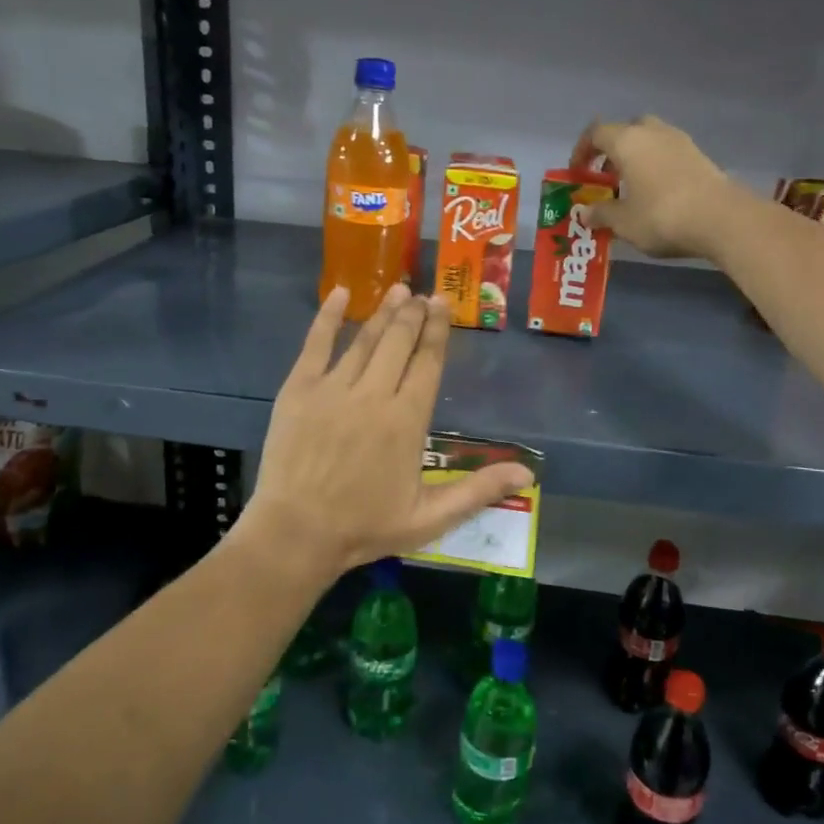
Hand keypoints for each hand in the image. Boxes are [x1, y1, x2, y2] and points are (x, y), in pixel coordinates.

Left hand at [238, 284, 535, 582]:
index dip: (437, 331)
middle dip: (414, 314)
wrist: (296, 533)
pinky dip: (328, 317)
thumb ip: (478, 491)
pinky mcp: (299, 389)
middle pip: (399, 342)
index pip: (428, 363)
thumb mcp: (430, 517)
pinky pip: (316, 343)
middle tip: (423, 294)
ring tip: (397, 290)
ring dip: (383, 311)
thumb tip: (527, 474)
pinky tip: (340, 293)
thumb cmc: (365, 527)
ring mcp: (334, 388)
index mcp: (407, 420)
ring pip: (365, 339)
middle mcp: (374, 394)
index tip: (441, 305)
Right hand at [573, 115, 738, 259]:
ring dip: (636, 159)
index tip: (578, 172)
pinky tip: (657, 194)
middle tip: (606, 178)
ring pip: (650, 141)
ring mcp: (680, 141)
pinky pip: (668, 153)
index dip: (582, 151)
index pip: (596, 133)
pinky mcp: (699, 156)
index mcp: (627, 141)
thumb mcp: (623, 222)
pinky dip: (656, 166)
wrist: (721, 218)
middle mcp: (653, 132)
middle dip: (613, 152)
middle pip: (626, 131)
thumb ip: (600, 214)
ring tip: (631, 189)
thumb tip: (584, 213)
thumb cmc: (661, 216)